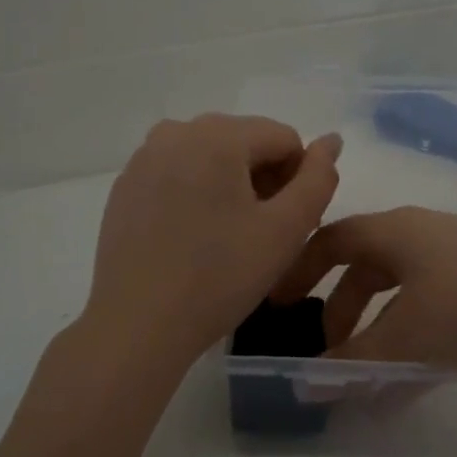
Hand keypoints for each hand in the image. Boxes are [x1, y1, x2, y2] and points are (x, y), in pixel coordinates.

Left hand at [85, 114, 342, 361]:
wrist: (137, 325)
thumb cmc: (219, 277)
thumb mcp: (285, 231)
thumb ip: (318, 179)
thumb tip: (331, 140)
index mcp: (217, 135)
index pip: (284, 137)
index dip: (300, 179)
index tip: (290, 224)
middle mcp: (176, 131)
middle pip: (245, 141)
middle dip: (265, 179)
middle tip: (263, 234)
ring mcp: (144, 157)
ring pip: (211, 156)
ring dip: (233, 186)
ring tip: (230, 237)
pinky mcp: (126, 185)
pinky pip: (179, 173)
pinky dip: (198, 193)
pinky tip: (194, 237)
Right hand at [270, 206, 456, 371]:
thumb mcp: (405, 339)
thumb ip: (352, 362)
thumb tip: (306, 384)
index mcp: (394, 231)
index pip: (330, 240)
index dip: (299, 269)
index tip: (279, 304)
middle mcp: (422, 232)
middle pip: (364, 265)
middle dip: (340, 308)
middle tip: (329, 349)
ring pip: (400, 287)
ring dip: (377, 326)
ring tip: (370, 370)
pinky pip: (431, 301)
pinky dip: (413, 332)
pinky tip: (414, 376)